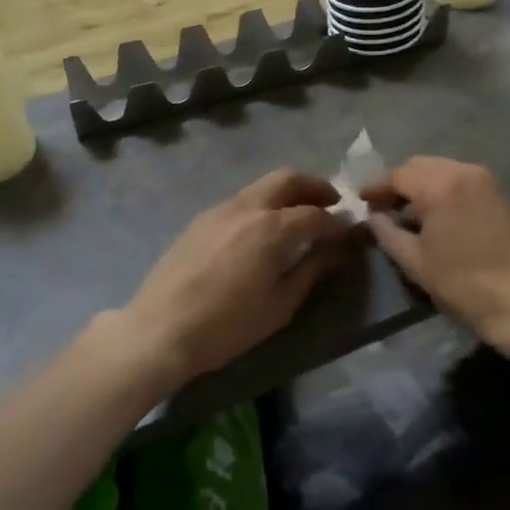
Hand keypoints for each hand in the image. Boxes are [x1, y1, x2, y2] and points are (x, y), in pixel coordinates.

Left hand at [117, 169, 355, 389]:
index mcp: (271, 228)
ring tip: (299, 217)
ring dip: (287, 193)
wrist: (159, 330)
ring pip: (262, 186)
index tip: (350, 232)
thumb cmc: (226, 326)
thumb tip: (336, 249)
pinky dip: (263, 204)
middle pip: (288, 179)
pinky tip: (263, 231)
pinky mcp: (201, 218)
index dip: (338, 223)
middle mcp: (247, 207)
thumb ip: (311, 270)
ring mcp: (220, 209)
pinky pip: (242, 200)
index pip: (316, 214)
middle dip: (315, 187)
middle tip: (331, 204)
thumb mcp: (279, 306)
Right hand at [367, 157, 509, 347]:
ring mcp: (483, 179)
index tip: (362, 202)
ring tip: (406, 210)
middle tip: (382, 206)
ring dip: (420, 184)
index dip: (377, 188)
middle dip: (398, 182)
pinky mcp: (497, 192)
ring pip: (440, 169)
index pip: (398, 175)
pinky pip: (458, 178)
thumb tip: (372, 217)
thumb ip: (387, 233)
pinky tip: (433, 212)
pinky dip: (441, 187)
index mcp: (439, 186)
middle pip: (419, 166)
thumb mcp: (415, 262)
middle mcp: (462, 171)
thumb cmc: (462, 284)